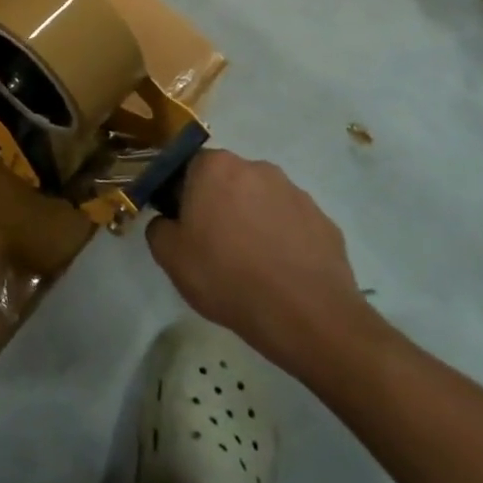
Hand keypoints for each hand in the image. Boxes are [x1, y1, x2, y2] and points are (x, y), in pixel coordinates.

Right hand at [147, 151, 381, 379]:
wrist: (305, 316)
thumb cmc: (226, 276)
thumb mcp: (169, 256)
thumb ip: (158, 227)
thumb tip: (169, 221)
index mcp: (215, 167)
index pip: (187, 168)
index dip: (181, 196)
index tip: (184, 226)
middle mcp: (256, 168)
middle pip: (227, 181)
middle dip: (219, 204)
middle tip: (214, 245)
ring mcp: (295, 193)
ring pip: (261, 200)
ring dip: (252, 220)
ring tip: (251, 263)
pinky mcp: (324, 221)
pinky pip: (291, 224)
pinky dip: (282, 240)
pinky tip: (279, 272)